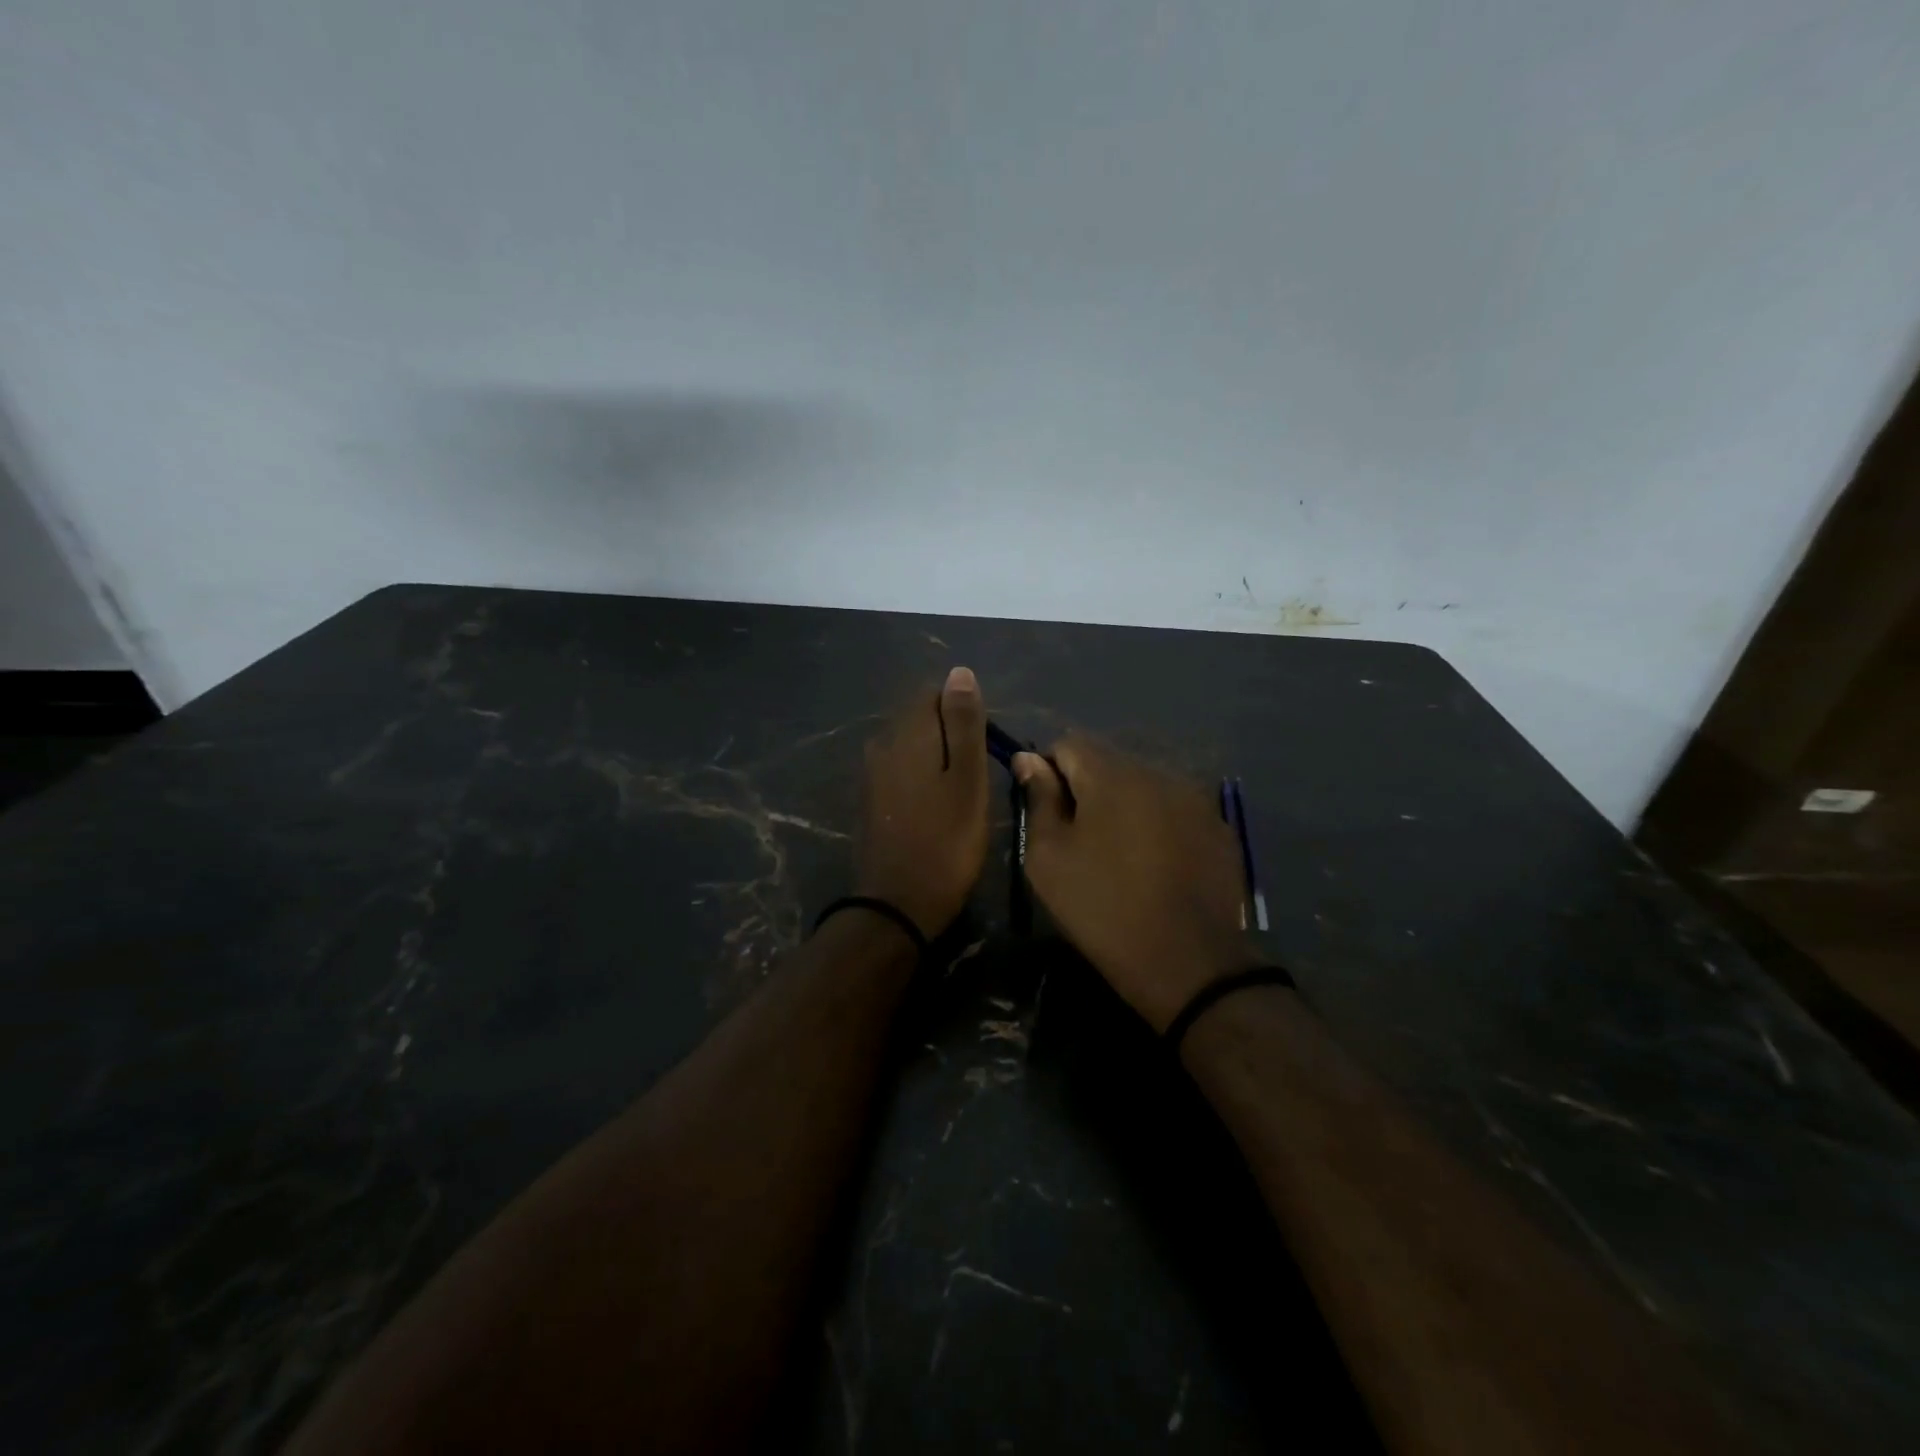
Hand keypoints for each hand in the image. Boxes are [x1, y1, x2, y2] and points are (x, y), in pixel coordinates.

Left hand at [854, 667, 990, 939]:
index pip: (934, 693)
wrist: (897, 905)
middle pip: (921, 718)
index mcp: (907, 733)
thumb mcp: (968, 780)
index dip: (965, 712)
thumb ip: (964, 724)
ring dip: (938, 758)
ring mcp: (871, 773)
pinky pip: (901, 770)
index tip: (984, 748)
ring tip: (962, 793)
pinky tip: (938, 807)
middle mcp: (882, 744)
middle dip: (951, 735)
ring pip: (912, 746)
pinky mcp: (870, 799)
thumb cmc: (946, 841)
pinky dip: (922, 778)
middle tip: (977, 776)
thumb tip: (959, 672)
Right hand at [1013, 737, 1253, 1031]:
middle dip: (1087, 790)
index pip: (1069, 744)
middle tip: (1079, 840)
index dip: (1049, 772)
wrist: (1187, 963)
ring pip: (1144, 786)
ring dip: (1124, 807)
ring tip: (1119, 856)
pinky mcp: (1220, 828)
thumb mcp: (1049, 858)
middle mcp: (1158, 773)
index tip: (1046, 813)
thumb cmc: (1103, 908)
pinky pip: (1175, 811)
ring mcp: (1196, 799)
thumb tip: (1030, 760)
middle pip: (1109, 763)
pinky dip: (1158, 826)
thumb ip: (1039, 799)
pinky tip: (1156, 867)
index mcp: (1112, 775)